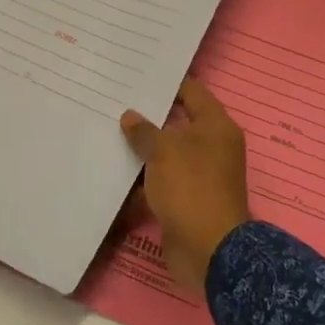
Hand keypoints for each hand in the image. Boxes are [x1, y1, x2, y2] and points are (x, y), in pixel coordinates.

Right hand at [119, 78, 251, 292]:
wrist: (208, 250)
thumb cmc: (191, 188)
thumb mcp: (164, 151)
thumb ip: (145, 131)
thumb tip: (130, 117)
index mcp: (216, 127)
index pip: (192, 92)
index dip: (167, 82)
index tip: (137, 75)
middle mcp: (212, 147)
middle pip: (178, 122)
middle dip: (149, 115)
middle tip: (116, 101)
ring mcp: (200, 174)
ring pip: (167, 153)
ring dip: (143, 148)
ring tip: (108, 130)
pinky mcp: (187, 199)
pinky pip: (162, 179)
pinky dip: (143, 177)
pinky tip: (115, 169)